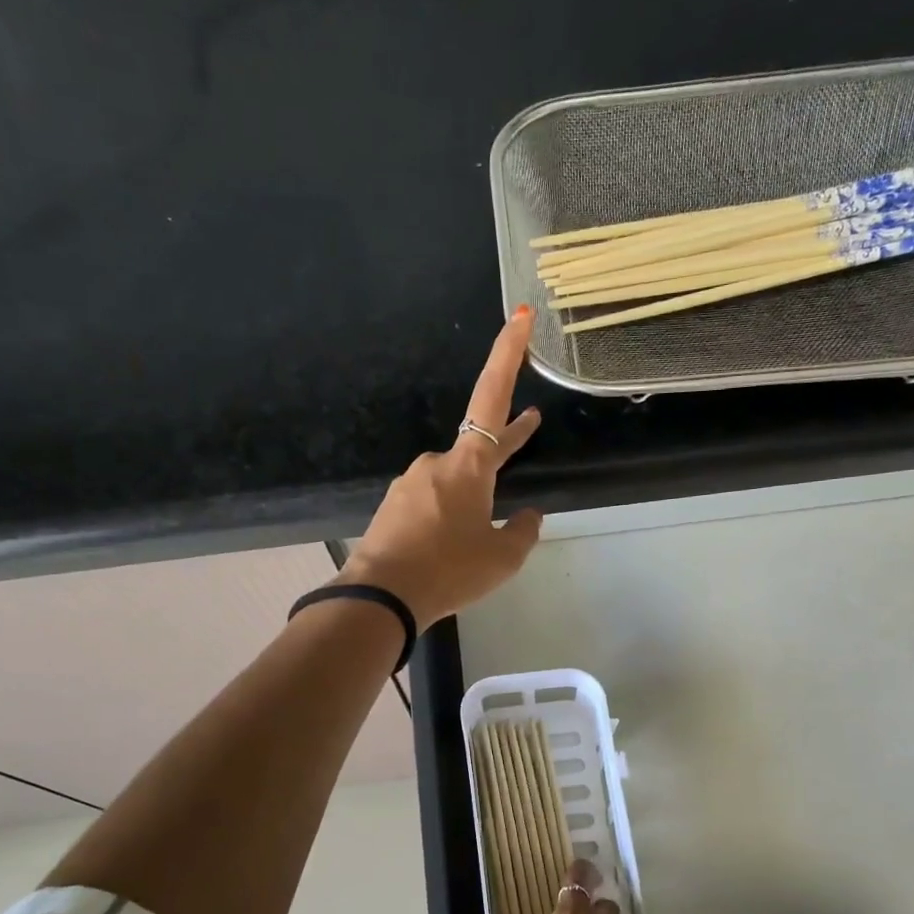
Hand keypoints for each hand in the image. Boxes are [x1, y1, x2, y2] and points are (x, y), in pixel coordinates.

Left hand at [337, 307, 543, 629]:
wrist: (382, 597)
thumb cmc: (450, 570)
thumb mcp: (503, 558)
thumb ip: (523, 532)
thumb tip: (529, 517)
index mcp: (468, 465)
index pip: (492, 397)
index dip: (508, 355)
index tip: (519, 316)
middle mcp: (436, 463)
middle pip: (479, 444)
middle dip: (507, 439)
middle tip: (532, 424)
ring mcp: (411, 484)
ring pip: (454, 482)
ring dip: (474, 495)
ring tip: (482, 529)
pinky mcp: (394, 508)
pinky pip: (431, 503)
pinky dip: (449, 515)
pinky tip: (450, 543)